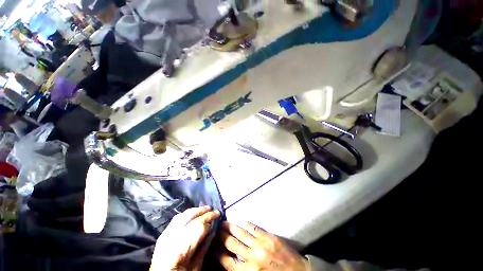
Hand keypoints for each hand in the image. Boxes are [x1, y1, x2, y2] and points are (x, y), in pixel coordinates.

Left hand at [150, 206, 220, 270]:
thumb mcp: (196, 266)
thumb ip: (204, 248)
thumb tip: (213, 230)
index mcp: (181, 250)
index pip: (198, 226)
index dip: (209, 218)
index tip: (217, 215)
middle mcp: (171, 238)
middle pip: (190, 217)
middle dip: (203, 211)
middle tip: (214, 209)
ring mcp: (165, 235)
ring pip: (183, 215)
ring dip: (195, 210)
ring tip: (205, 209)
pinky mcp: (163, 234)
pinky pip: (176, 219)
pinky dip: (186, 214)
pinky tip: (193, 213)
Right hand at [218, 221, 308, 270]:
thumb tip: (228, 261)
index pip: (227, 261)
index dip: (217, 253)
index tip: (212, 245)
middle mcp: (252, 257)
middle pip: (231, 244)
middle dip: (221, 236)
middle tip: (215, 229)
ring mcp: (260, 244)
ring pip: (240, 233)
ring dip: (230, 227)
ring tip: (222, 222)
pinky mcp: (268, 236)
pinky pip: (253, 227)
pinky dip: (244, 224)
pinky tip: (239, 221)